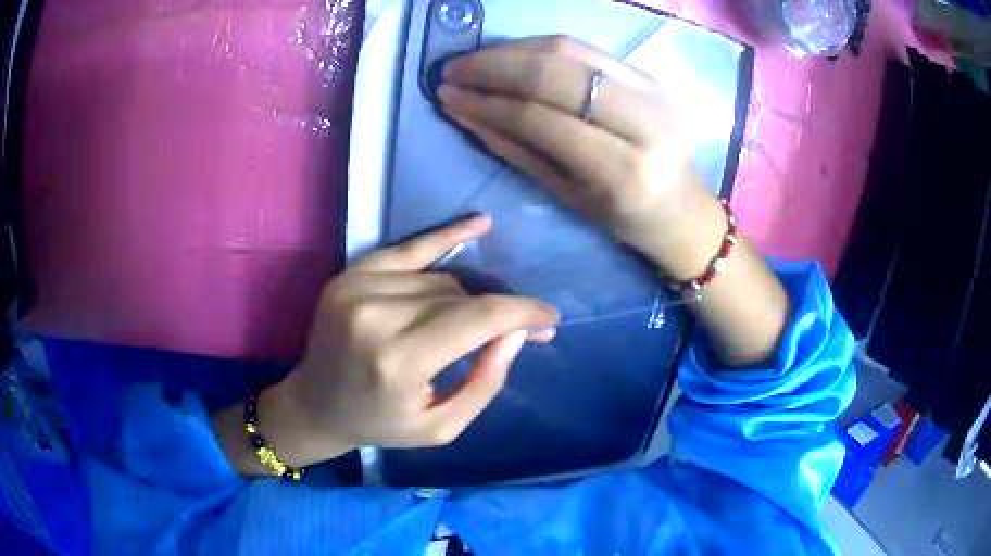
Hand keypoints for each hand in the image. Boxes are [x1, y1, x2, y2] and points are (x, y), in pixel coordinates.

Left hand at [265, 215, 559, 466]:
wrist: (315, 405)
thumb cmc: (380, 424)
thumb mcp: (442, 427)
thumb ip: (485, 381)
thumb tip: (515, 333)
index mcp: (398, 360)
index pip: (477, 319)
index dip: (522, 313)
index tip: (550, 318)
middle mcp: (376, 315)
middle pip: (460, 296)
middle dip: (501, 310)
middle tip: (526, 327)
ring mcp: (357, 287)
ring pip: (440, 279)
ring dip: (466, 299)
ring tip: (474, 323)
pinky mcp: (350, 275)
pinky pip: (409, 248)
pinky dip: (445, 237)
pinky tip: (479, 225)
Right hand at [438, 36, 720, 267]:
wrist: (681, 207)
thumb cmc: (622, 216)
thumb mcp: (566, 194)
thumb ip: (514, 148)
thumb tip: (461, 109)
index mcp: (624, 171)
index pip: (541, 119)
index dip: (488, 102)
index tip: (447, 94)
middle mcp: (645, 121)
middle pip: (556, 73)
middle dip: (494, 66)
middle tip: (453, 70)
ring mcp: (652, 90)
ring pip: (568, 50)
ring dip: (512, 50)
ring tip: (474, 60)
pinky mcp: (648, 74)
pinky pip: (583, 49)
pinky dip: (538, 47)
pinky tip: (509, 55)